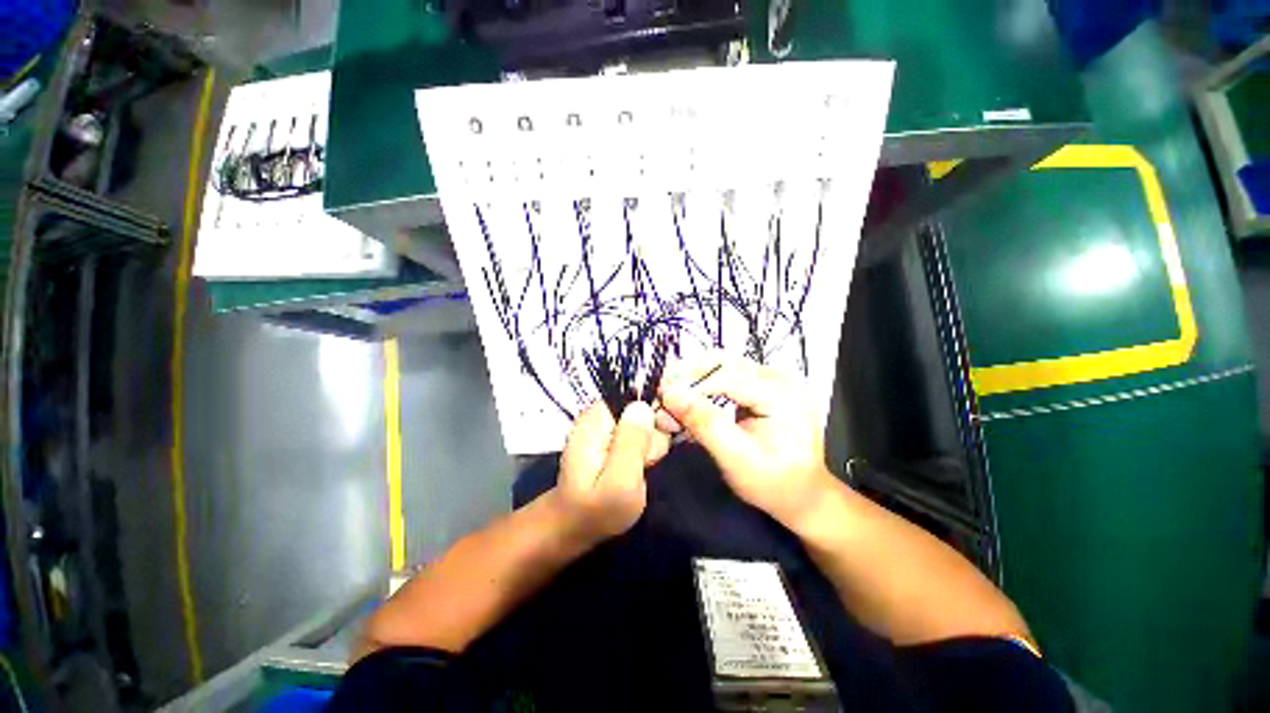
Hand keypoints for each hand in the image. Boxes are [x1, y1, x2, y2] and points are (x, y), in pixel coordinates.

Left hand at [554, 401, 666, 543]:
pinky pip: (642, 434)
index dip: (656, 409)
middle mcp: (601, 415)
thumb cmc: (596, 509)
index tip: (667, 430)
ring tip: (641, 467)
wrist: (576, 526)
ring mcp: (608, 426)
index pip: (636, 393)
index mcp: (597, 418)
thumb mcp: (620, 482)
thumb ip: (632, 443)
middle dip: (653, 432)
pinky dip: (647, 449)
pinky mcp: (615, 438)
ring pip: (646, 422)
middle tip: (646, 460)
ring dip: (651, 444)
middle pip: (643, 407)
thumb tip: (644, 406)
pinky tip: (642, 465)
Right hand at [658, 354, 832, 527]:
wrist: (804, 496)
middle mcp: (779, 377)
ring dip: (693, 380)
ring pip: (722, 366)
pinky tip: (688, 400)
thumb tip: (672, 395)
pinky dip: (704, 387)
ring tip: (671, 399)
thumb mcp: (737, 460)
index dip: (690, 384)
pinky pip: (727, 376)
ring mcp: (773, 378)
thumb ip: (705, 424)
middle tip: (662, 394)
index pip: (726, 376)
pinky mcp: (764, 385)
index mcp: (782, 393)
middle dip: (688, 376)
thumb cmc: (775, 484)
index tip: (662, 396)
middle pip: (723, 362)